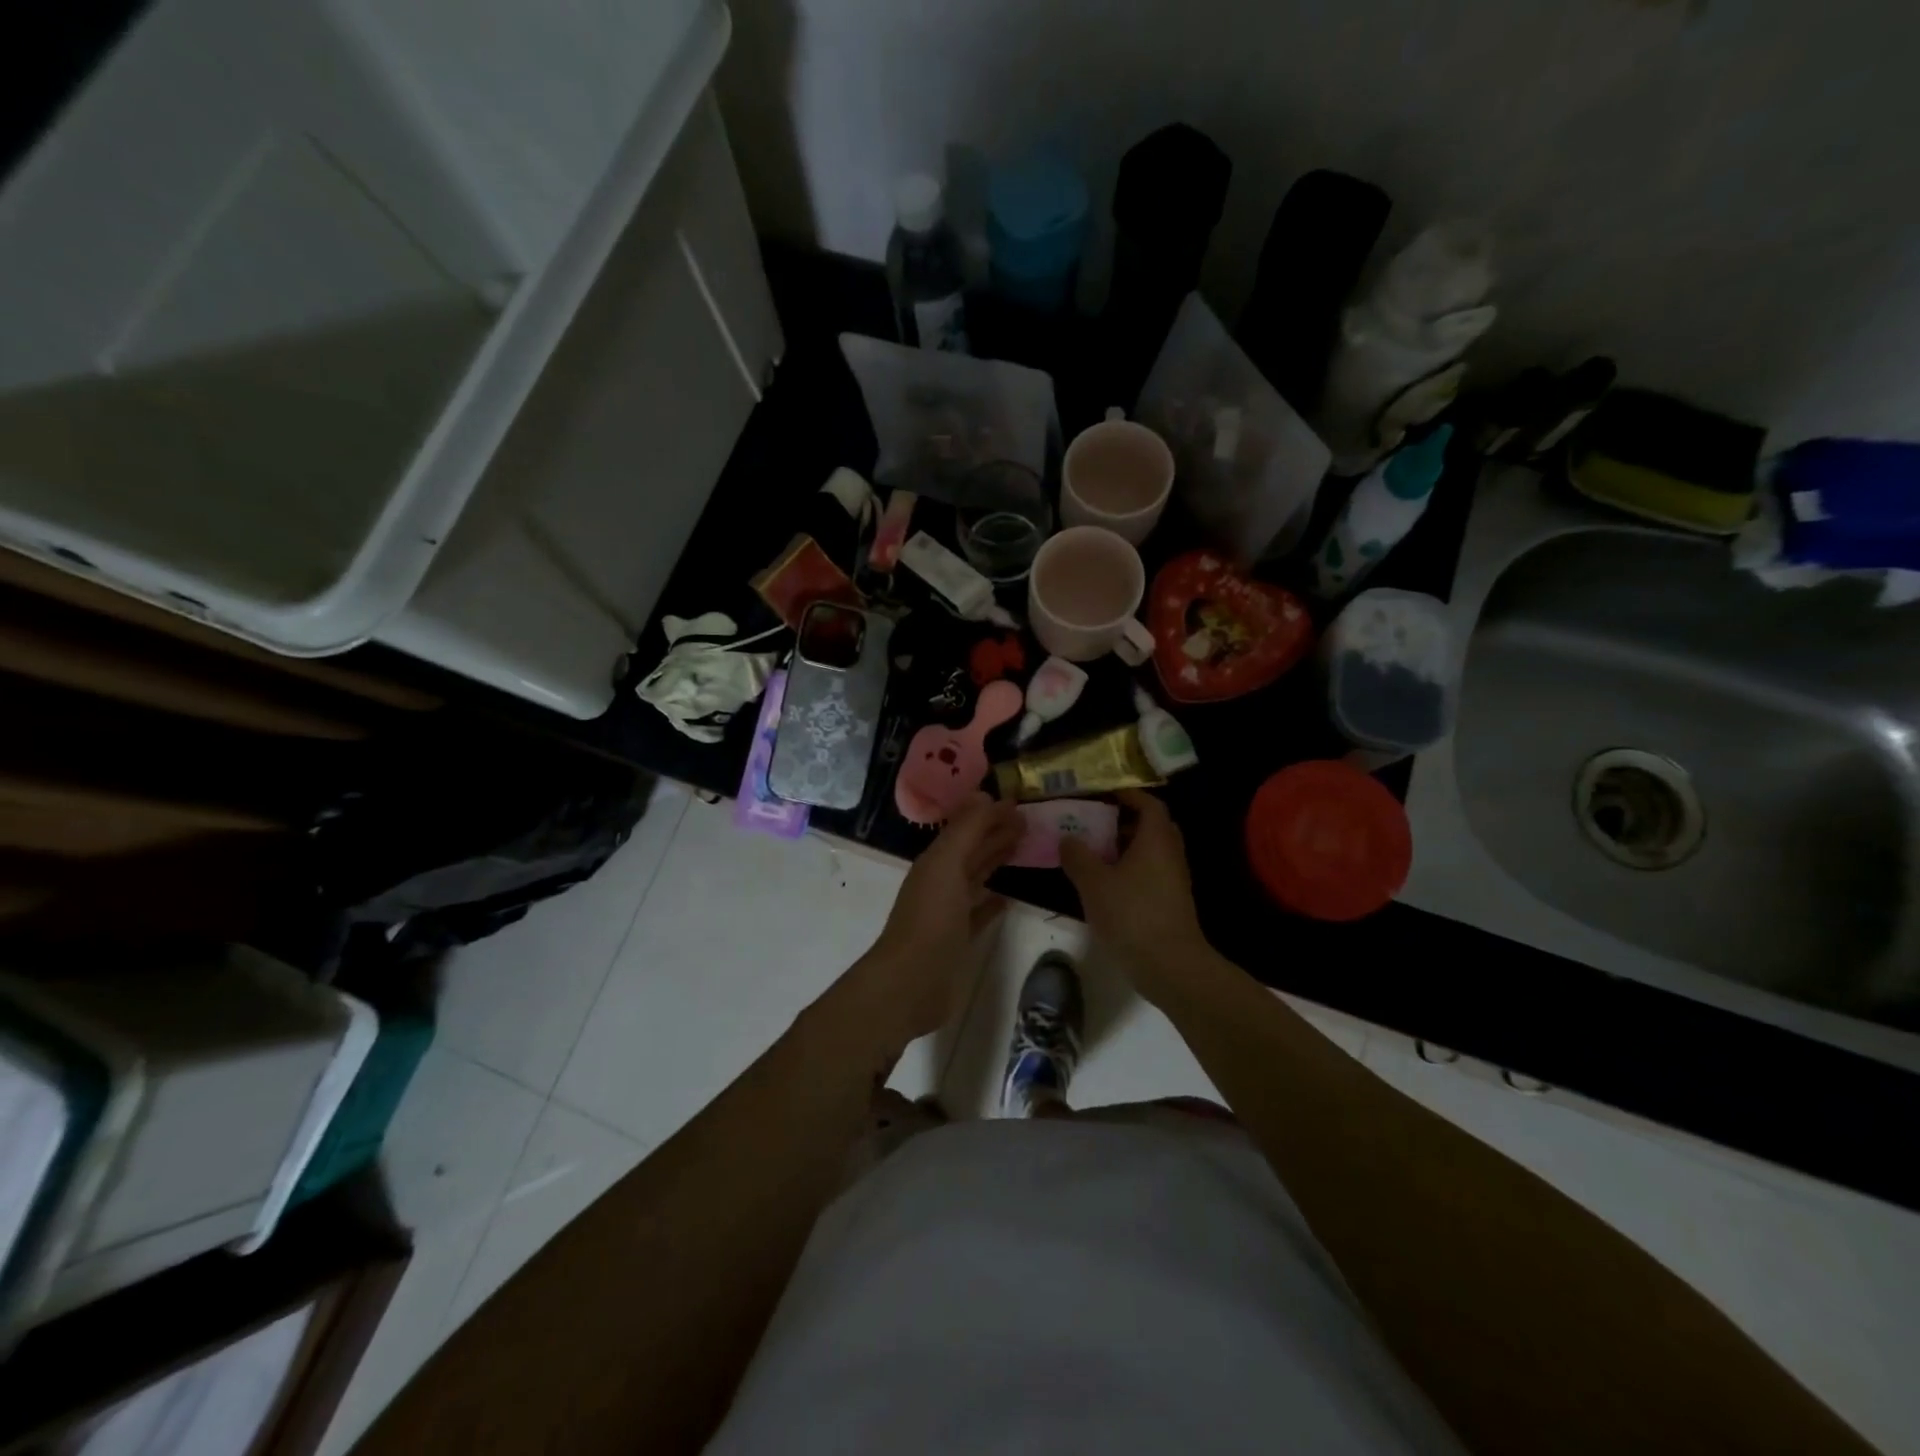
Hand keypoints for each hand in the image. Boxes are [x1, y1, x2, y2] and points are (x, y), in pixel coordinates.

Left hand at [854, 794, 1021, 1045]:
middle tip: (1029, 822)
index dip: (989, 814)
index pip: (966, 828)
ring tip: (1024, 849)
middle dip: (996, 833)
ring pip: (977, 877)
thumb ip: (966, 830)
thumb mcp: (947, 865)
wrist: (911, 982)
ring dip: (996, 861)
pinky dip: (993, 902)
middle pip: (972, 850)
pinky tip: (1009, 897)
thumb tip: (986, 796)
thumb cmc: (930, 918)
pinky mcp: (958, 939)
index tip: (1020, 804)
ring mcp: (949, 912)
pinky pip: (979, 912)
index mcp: (936, 861)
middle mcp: (941, 881)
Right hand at [1061, 790, 1208, 1005]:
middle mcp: (1170, 854)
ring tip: (1096, 853)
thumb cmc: (1132, 914)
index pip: (1149, 804)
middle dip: (1126, 821)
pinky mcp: (1171, 902)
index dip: (1129, 795)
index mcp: (1156, 839)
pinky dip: (1131, 869)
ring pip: (1152, 852)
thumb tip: (1067, 839)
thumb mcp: (1094, 883)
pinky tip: (1107, 884)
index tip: (1105, 794)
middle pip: (1153, 826)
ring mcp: (1174, 880)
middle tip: (1098, 823)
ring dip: (1127, 847)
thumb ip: (1078, 857)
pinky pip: (1151, 872)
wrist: (1169, 964)